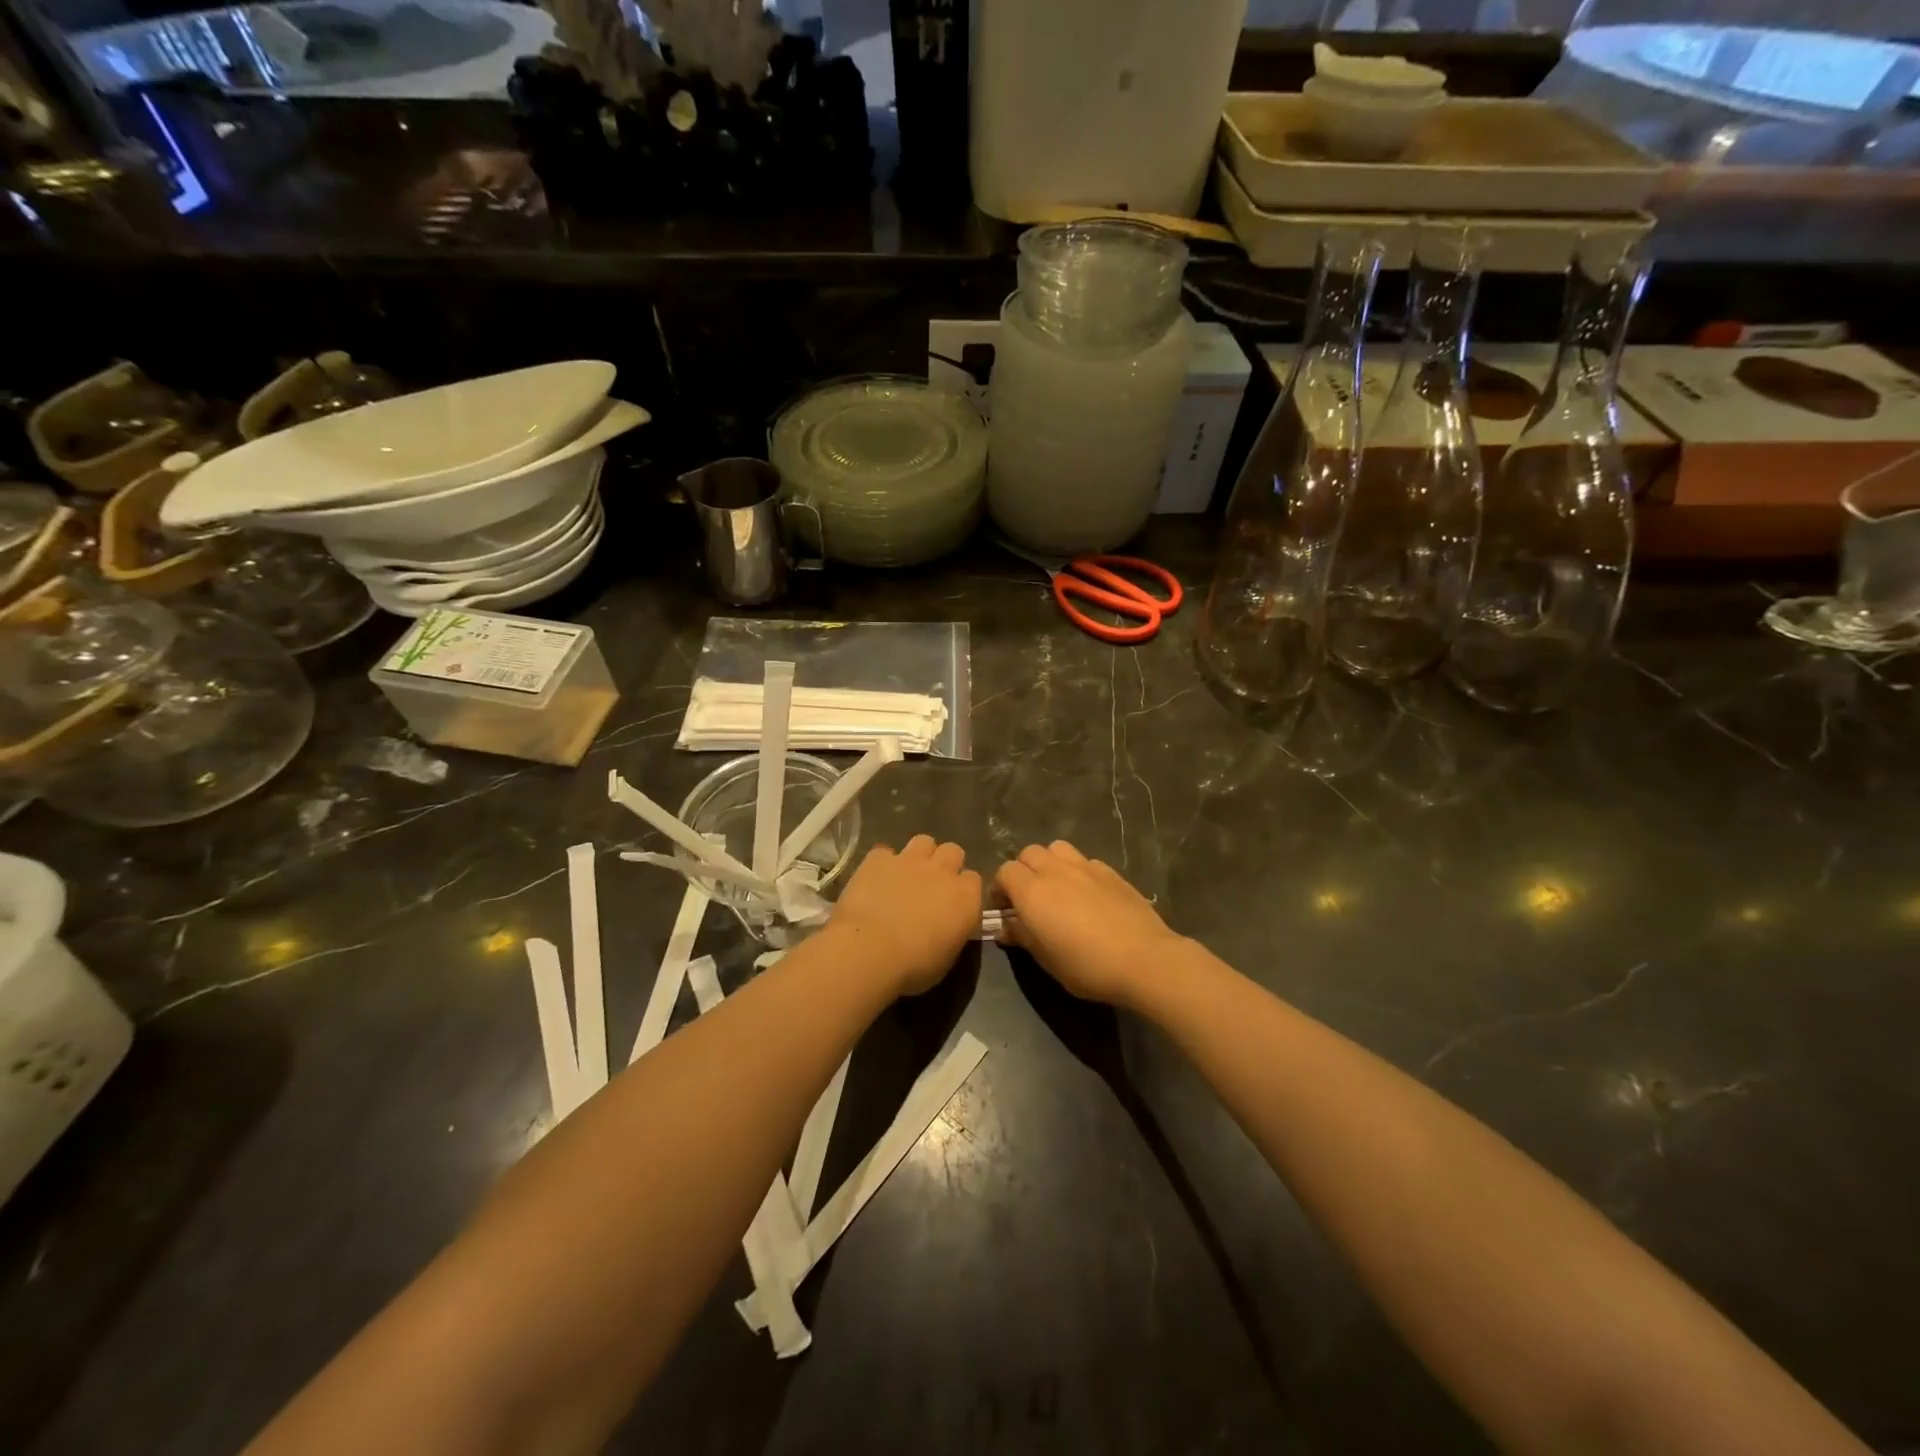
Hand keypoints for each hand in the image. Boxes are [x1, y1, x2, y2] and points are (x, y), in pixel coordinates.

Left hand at [827, 836, 980, 996]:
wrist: (870, 951)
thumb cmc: (914, 966)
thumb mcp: (947, 957)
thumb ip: (953, 931)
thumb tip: (948, 925)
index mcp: (965, 897)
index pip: (974, 880)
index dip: (963, 890)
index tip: (953, 904)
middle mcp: (942, 871)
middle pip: (953, 851)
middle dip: (945, 864)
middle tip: (931, 884)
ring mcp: (909, 860)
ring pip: (923, 841)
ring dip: (918, 855)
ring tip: (906, 874)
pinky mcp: (878, 859)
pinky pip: (884, 852)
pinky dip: (882, 863)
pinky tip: (875, 878)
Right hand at [994, 841, 1184, 1006]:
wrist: (1143, 959)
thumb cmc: (1086, 966)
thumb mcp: (1045, 959)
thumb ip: (1022, 936)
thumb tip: (1005, 926)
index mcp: (1032, 891)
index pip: (1005, 872)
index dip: (1001, 889)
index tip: (1006, 910)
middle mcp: (1055, 870)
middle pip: (1029, 854)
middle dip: (1024, 871)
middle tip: (1031, 899)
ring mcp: (1085, 866)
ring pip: (1056, 849)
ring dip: (1050, 863)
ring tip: (1058, 888)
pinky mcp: (1110, 871)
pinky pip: (1084, 861)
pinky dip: (1078, 871)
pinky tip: (1088, 894)